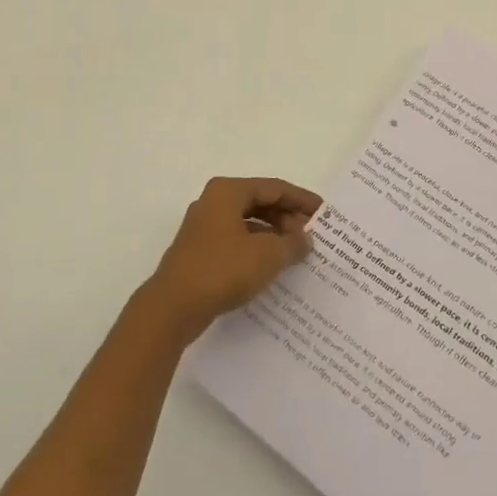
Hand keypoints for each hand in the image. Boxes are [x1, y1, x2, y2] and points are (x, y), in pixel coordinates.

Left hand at [145, 177, 319, 338]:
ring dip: (273, 235)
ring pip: (247, 224)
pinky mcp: (199, 253)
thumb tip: (305, 239)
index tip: (324, 213)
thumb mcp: (267, 255)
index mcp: (228, 191)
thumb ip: (292, 243)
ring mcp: (203, 228)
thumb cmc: (222, 269)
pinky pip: (236, 242)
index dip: (301, 199)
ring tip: (296, 253)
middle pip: (260, 203)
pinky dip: (257, 249)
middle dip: (287, 219)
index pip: (274, 187)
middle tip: (311, 236)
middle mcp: (213, 203)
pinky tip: (271, 267)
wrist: (172, 308)